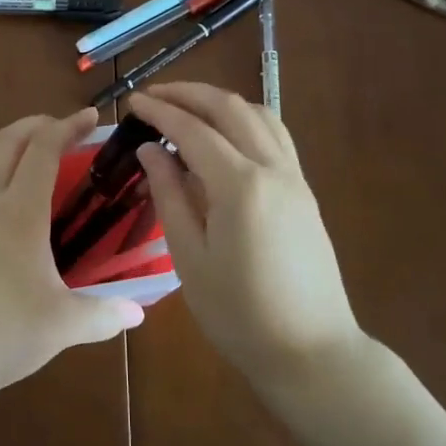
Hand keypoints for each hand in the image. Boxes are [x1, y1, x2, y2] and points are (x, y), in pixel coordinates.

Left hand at [0, 108, 144, 405]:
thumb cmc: (4, 333)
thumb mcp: (64, 326)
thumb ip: (105, 315)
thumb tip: (139, 312)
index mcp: (20, 212)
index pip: (43, 149)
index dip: (68, 126)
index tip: (89, 117)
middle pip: (5, 141)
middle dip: (35, 124)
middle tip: (59, 128)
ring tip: (19, 166)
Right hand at [130, 84, 362, 384]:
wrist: (311, 351)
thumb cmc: (239, 313)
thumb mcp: (190, 258)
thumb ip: (170, 196)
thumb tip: (151, 152)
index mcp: (240, 186)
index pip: (192, 130)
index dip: (160, 112)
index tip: (133, 102)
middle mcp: (272, 168)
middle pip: (229, 108)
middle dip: (189, 94)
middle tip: (154, 96)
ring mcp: (294, 177)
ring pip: (258, 114)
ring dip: (220, 102)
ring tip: (187, 108)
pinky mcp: (303, 190)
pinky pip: (275, 135)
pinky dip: (245, 120)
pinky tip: (225, 135)